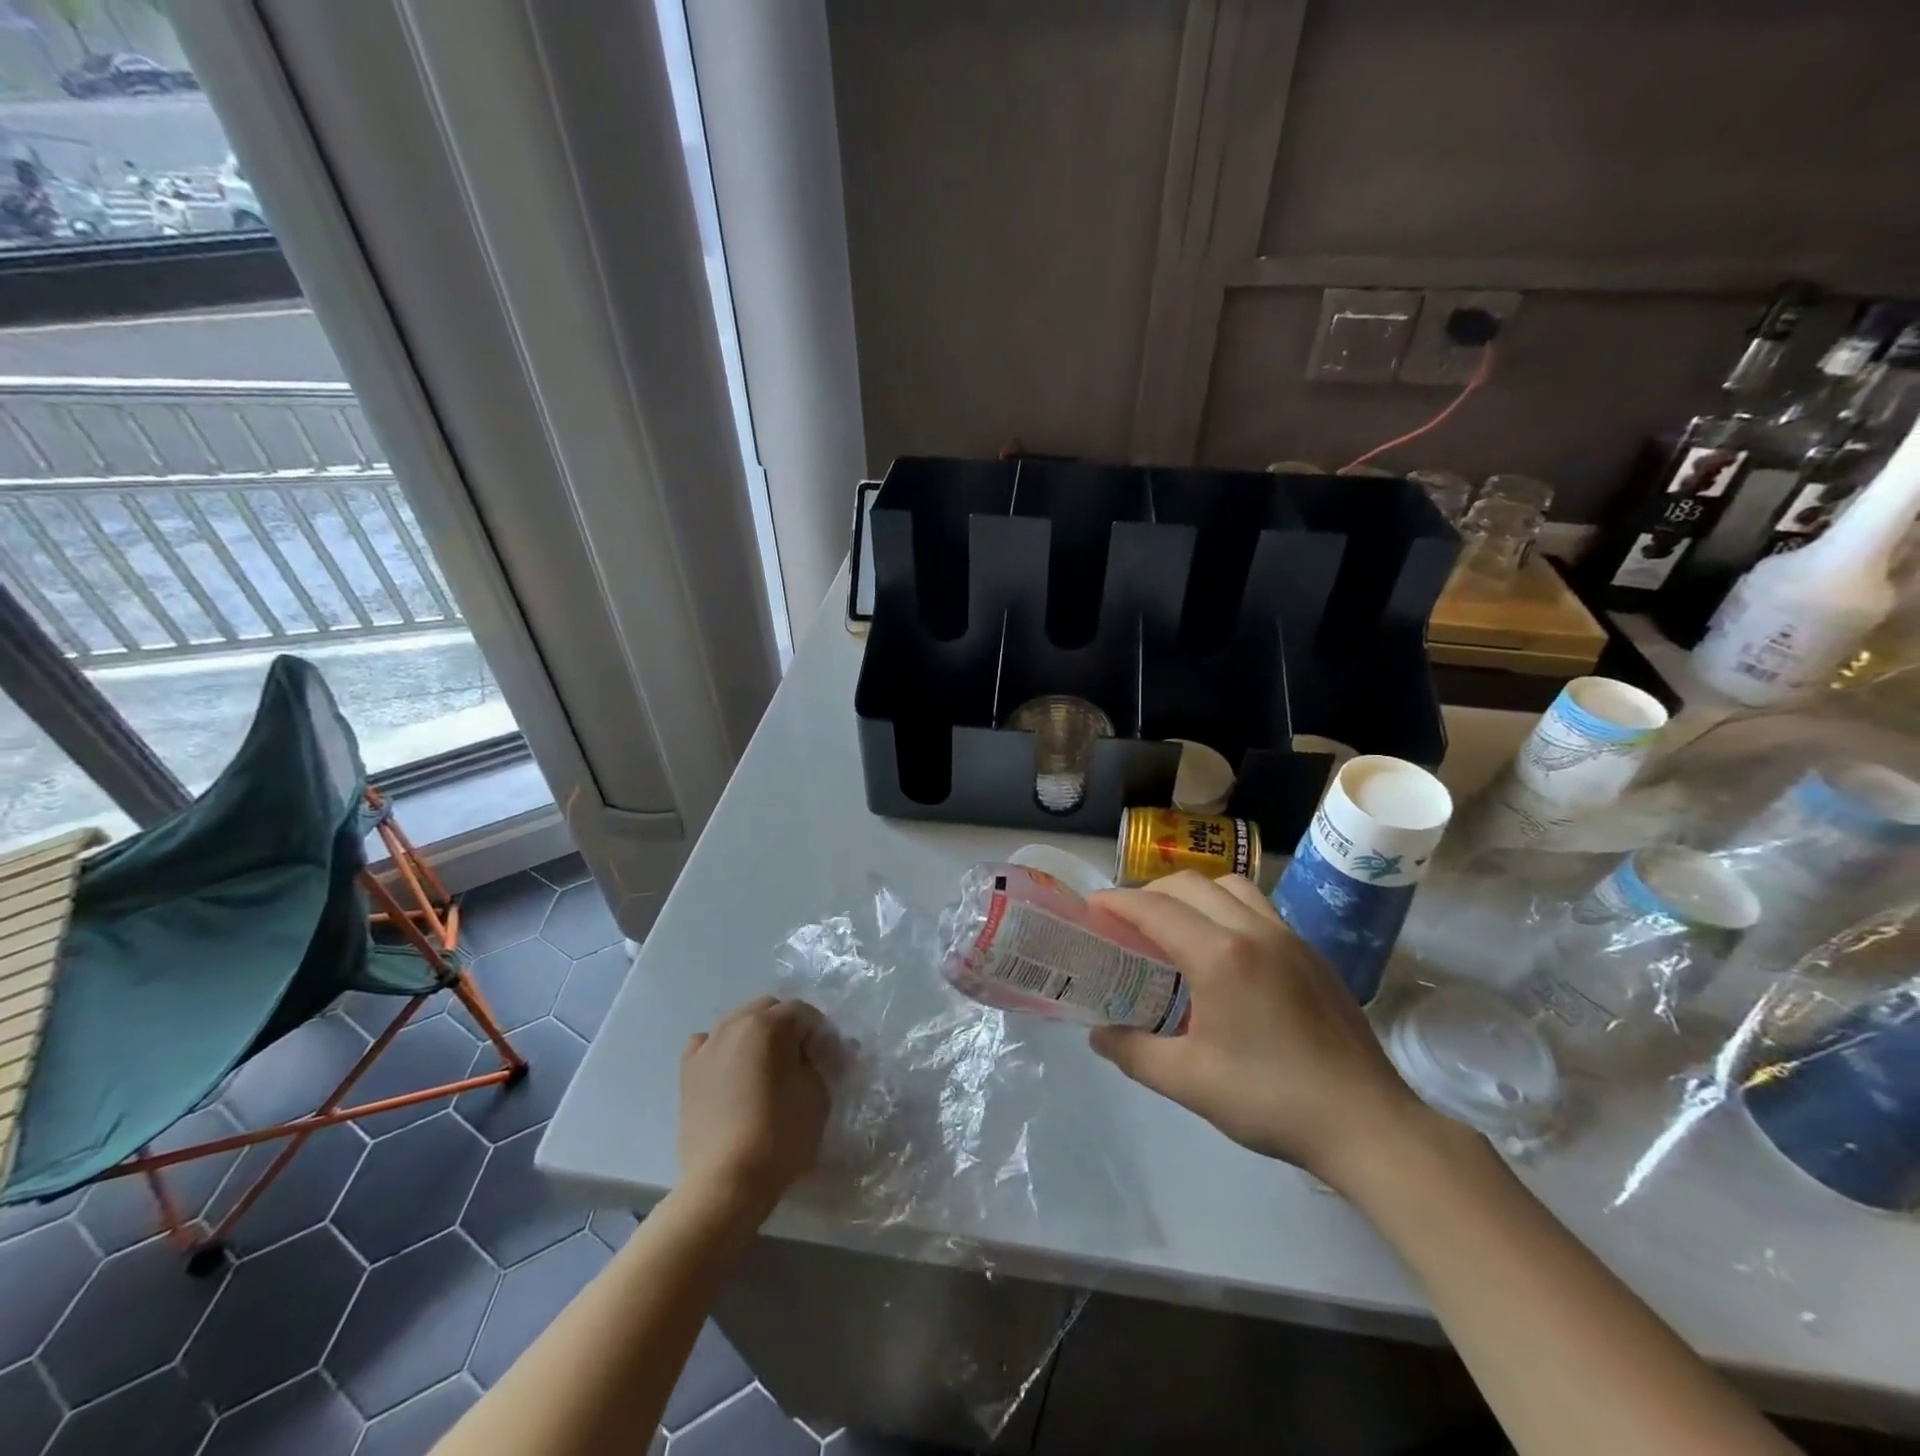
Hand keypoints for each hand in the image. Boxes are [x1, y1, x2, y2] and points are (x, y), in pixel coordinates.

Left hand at [678, 996, 831, 1221]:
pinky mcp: (687, 1072)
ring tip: (767, 1068)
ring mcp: (707, 1046)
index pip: (804, 1013)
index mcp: (769, 1024)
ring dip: (757, 1035)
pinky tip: (732, 1071)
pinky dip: (723, 1049)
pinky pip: (708, 1044)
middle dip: (789, 1027)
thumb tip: (821, 1053)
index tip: (830, 1060)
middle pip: (769, 1009)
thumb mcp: (818, 1093)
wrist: (725, 1181)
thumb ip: (821, 1062)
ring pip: (737, 1022)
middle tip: (802, 1060)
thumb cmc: (780, 1134)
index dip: (822, 1033)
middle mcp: (735, 1024)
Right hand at [1088, 873, 1436, 1189]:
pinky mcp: (1312, 953)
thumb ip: (1133, 1052)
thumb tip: (1098, 1034)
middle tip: (1126, 923)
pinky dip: (1226, 909)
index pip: (1154, 909)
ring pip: (1230, 886)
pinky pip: (1259, 907)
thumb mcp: (1188, 1082)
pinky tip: (1224, 952)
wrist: (1368, 1124)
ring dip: (1193, 894)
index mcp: (1220, 956)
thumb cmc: (1271, 1100)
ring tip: (1175, 928)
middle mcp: (1254, 930)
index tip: (1089, 907)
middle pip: (1189, 885)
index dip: (1115, 902)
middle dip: (1149, 893)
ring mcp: (1289, 937)